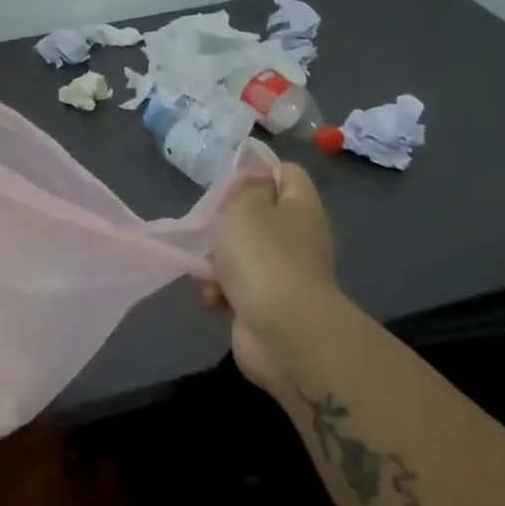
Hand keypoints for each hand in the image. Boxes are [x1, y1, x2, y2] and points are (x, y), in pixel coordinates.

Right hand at [205, 164, 342, 395]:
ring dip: (217, 263)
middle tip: (209, 228)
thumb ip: (247, 185)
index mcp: (301, 208)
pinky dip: (221, 293)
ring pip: (241, 256)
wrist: (283, 333)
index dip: (258, 171)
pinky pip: (237, 289)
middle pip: (259, 217)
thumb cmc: (263, 258)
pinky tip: (212, 300)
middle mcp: (298, 239)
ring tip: (204, 271)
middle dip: (227, 224)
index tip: (228, 183)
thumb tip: (258, 172)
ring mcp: (284, 275)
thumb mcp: (246, 208)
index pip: (287, 173)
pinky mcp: (267, 306)